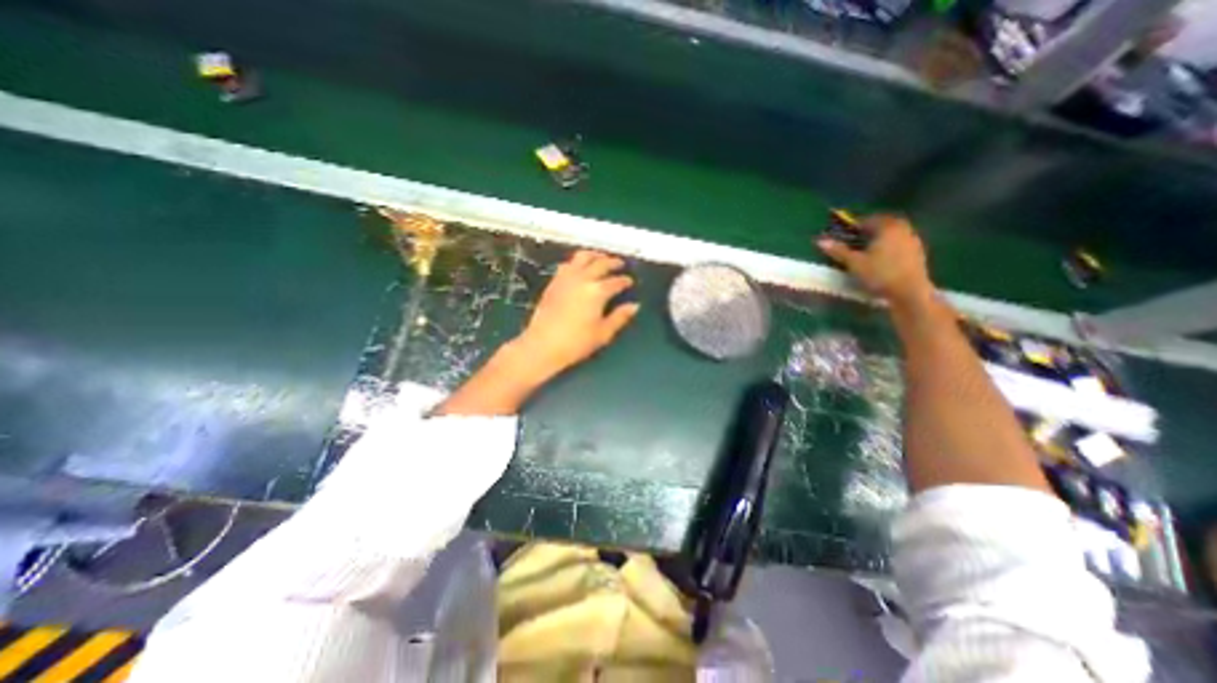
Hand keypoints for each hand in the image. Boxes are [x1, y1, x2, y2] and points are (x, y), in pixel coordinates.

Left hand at [512, 249, 638, 377]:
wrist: (543, 345)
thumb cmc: (576, 342)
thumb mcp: (603, 333)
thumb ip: (620, 317)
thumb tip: (634, 306)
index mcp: (597, 291)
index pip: (616, 281)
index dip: (625, 281)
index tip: (630, 281)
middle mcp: (582, 279)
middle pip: (601, 263)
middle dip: (613, 262)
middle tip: (620, 264)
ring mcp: (566, 278)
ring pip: (582, 257)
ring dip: (594, 255)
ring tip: (601, 258)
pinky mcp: (554, 282)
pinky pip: (568, 264)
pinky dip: (578, 261)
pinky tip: (580, 267)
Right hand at [822, 212, 932, 306]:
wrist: (909, 292)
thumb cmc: (880, 274)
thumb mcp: (854, 263)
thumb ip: (838, 250)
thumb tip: (820, 241)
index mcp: (888, 227)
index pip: (868, 219)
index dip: (854, 225)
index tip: (844, 233)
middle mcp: (903, 229)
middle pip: (883, 225)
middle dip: (868, 231)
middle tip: (854, 240)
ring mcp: (913, 240)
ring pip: (892, 234)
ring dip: (879, 239)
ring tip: (866, 251)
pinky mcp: (918, 253)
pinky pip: (900, 243)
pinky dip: (889, 247)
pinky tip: (881, 259)